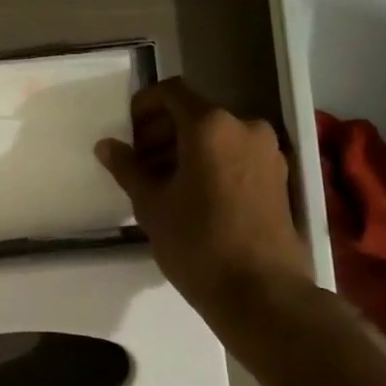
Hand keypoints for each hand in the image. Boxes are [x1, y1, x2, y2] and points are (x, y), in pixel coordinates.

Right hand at [95, 78, 310, 317]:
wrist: (261, 292)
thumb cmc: (197, 242)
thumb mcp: (151, 204)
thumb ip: (127, 168)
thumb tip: (107, 145)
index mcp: (211, 125)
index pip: (171, 92)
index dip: (143, 105)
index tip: (126, 132)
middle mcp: (245, 127)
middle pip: (195, 113)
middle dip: (161, 132)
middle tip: (137, 163)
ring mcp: (268, 152)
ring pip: (216, 136)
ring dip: (185, 149)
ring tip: (161, 183)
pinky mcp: (278, 177)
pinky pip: (236, 155)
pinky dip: (210, 163)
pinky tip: (191, 195)